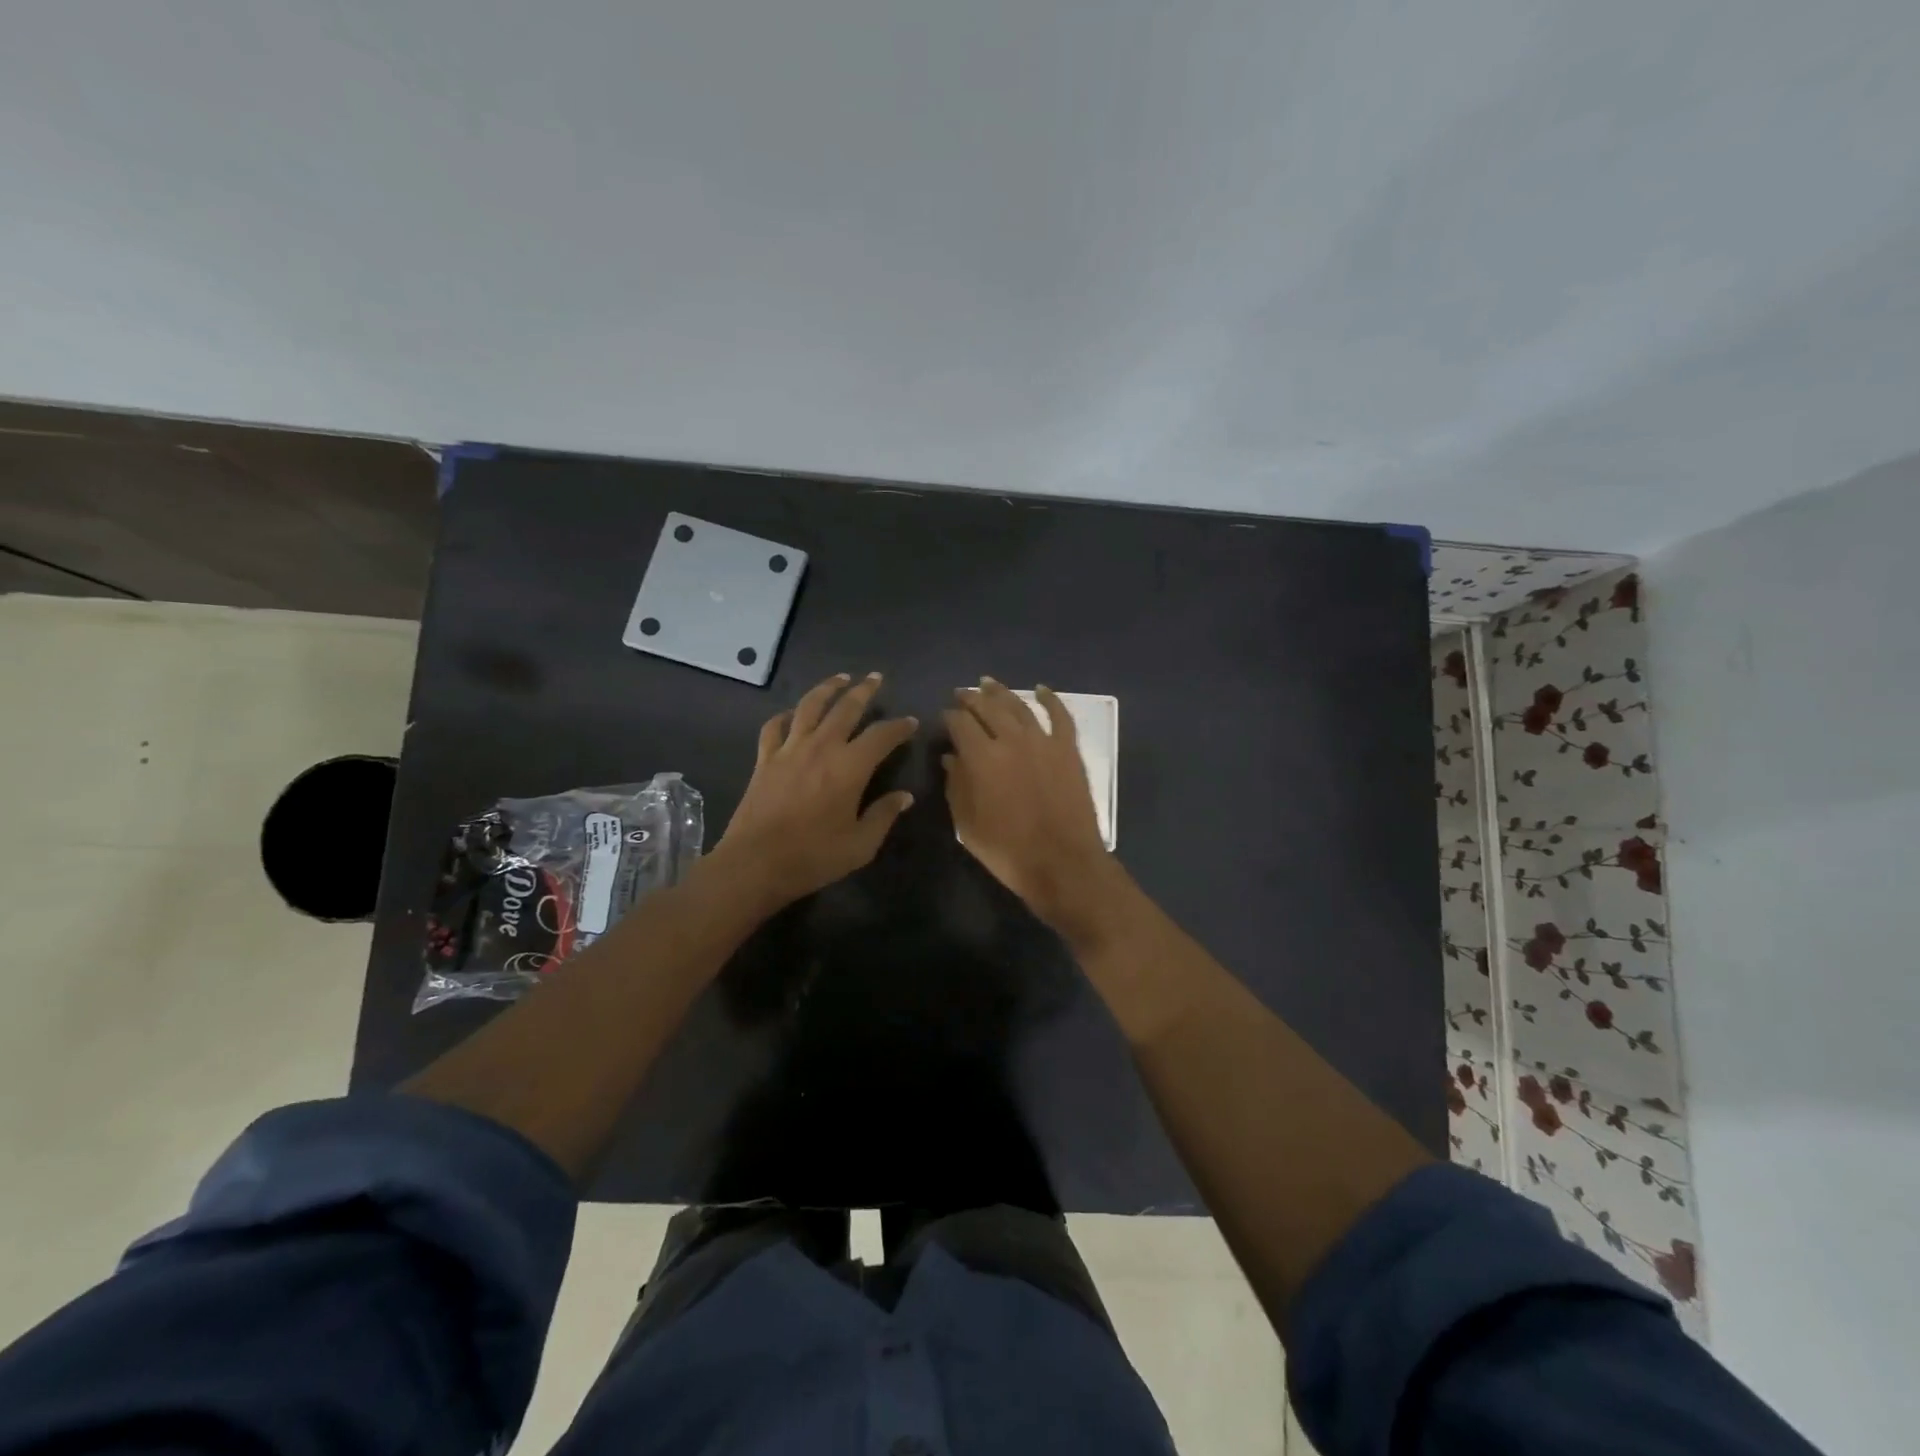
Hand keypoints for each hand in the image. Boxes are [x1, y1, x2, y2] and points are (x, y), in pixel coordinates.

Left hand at [709, 672, 917, 909]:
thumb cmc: (813, 857)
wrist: (755, 863)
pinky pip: (774, 727)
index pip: (881, 736)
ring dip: (827, 688)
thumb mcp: (860, 845)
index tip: (910, 723)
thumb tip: (904, 796)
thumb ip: (883, 816)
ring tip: (840, 678)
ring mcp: (789, 750)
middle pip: (846, 708)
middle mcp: (821, 747)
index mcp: (850, 767)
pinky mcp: (765, 760)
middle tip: (875, 678)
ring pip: (810, 706)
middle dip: (864, 691)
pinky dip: (785, 715)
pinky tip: (791, 714)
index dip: (899, 726)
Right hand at [943, 679, 1129, 941]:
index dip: (949, 716)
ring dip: (1001, 692)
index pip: (959, 723)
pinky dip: (1050, 699)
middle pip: (988, 707)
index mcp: (981, 757)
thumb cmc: (1007, 850)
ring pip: (1019, 706)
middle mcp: (1011, 739)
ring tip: (988, 683)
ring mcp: (1043, 741)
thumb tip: (950, 757)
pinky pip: (1060, 716)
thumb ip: (956, 785)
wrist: (1062, 863)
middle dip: (971, 698)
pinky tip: (1040, 689)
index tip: (944, 716)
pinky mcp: (1068, 750)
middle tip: (962, 693)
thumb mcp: (967, 824)